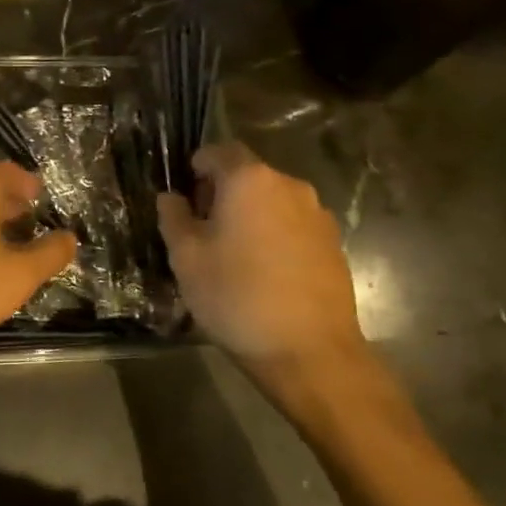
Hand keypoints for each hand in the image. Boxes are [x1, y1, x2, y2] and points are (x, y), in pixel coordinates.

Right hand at [158, 142, 364, 380]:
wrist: (311, 353)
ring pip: (272, 201)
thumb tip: (171, 197)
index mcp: (249, 179)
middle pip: (247, 174)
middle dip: (223, 193)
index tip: (184, 199)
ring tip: (235, 255)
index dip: (196, 169)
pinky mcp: (334, 244)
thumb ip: (174, 217)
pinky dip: (276, 236)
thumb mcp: (187, 258)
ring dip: (252, 215)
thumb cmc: (237, 297)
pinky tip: (266, 273)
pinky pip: (294, 225)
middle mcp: (288, 185)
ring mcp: (317, 214)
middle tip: (203, 230)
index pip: (217, 151)